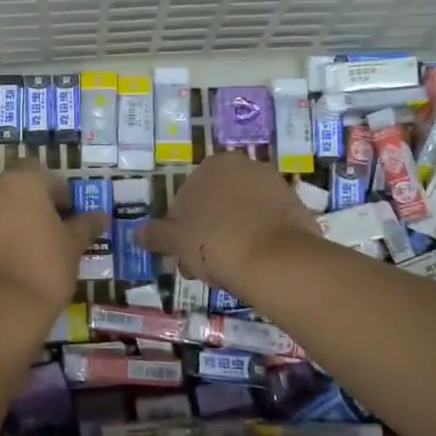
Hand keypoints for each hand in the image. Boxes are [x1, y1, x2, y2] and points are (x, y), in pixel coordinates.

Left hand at [0, 160, 105, 317]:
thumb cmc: (44, 265)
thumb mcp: (73, 245)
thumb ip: (85, 225)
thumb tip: (101, 215)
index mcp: (24, 181)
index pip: (48, 178)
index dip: (62, 197)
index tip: (72, 220)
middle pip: (20, 189)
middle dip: (36, 206)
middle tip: (55, 233)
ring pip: (0, 208)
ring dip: (16, 220)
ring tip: (34, 249)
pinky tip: (13, 261)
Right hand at [136, 152, 319, 294]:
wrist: (275, 260)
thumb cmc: (214, 241)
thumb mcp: (175, 240)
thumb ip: (156, 234)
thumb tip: (138, 233)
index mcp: (213, 164)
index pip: (186, 196)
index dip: (179, 227)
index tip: (181, 252)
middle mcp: (246, 167)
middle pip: (216, 204)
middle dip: (206, 231)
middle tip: (200, 265)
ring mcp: (275, 186)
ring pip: (241, 215)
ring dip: (230, 237)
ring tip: (226, 270)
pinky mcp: (297, 209)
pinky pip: (266, 225)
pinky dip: (256, 240)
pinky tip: (251, 265)